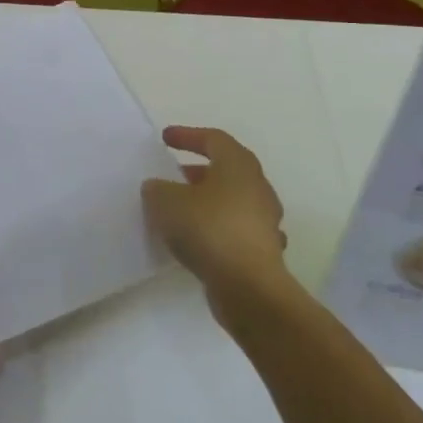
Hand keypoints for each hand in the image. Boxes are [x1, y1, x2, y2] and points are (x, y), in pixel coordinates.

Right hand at [142, 126, 291, 316]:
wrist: (248, 287)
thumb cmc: (208, 230)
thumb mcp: (166, 202)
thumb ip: (157, 189)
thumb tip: (158, 188)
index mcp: (238, 165)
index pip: (213, 139)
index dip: (187, 135)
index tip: (165, 139)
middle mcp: (257, 187)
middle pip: (226, 169)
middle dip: (197, 171)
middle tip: (172, 176)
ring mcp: (264, 220)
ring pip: (232, 200)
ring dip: (206, 201)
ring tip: (179, 210)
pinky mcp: (263, 249)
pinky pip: (234, 228)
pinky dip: (215, 228)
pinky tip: (197, 240)